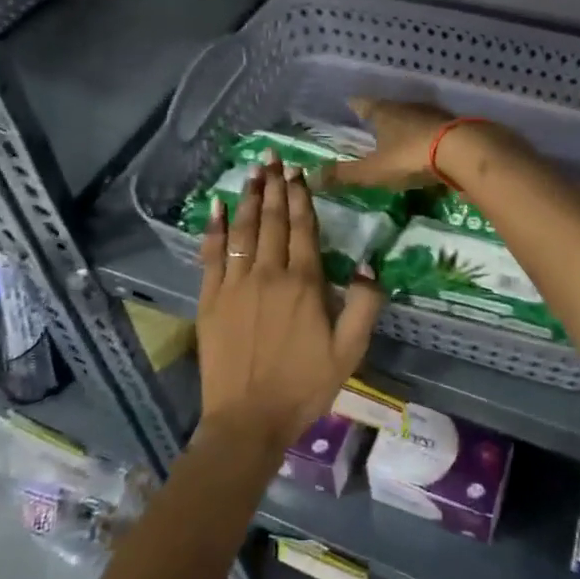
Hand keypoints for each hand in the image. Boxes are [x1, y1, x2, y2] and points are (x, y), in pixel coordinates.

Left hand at [196, 156, 384, 453]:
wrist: (247, 421)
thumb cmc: (304, 387)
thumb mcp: (350, 352)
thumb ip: (364, 305)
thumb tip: (369, 264)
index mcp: (303, 284)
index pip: (303, 228)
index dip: (301, 197)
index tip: (299, 171)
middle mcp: (268, 274)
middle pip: (273, 220)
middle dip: (275, 186)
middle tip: (274, 157)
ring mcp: (235, 284)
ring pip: (244, 230)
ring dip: (249, 197)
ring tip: (253, 171)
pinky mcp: (211, 299)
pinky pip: (212, 254)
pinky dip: (215, 228)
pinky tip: (218, 207)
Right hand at [316, 96, 455, 191]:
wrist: (463, 151)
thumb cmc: (411, 157)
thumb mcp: (374, 170)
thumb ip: (345, 175)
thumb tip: (310, 176)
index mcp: (384, 112)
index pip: (363, 104)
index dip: (355, 105)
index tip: (349, 103)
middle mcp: (407, 107)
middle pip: (390, 108)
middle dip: (381, 114)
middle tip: (373, 121)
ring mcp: (433, 114)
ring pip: (413, 116)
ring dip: (406, 123)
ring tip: (399, 134)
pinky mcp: (454, 126)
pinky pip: (434, 128)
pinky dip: (427, 135)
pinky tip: (428, 145)